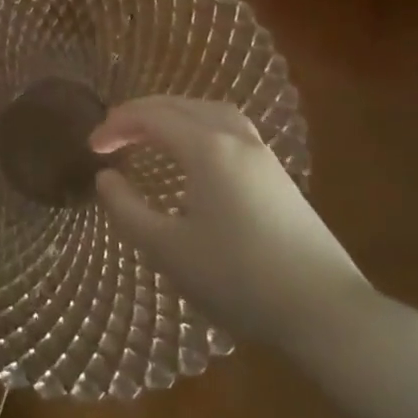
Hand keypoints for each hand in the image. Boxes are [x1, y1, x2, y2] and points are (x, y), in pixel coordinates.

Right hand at [90, 98, 366, 347]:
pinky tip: (194, 154)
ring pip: (209, 111)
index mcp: (207, 148)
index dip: (116, 125)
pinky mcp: (278, 174)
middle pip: (180, 105)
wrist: (326, 312)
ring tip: (150, 133)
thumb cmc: (240, 280)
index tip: (91, 147)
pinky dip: (198, 126)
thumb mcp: (170, 250)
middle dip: (141, 114)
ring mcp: (262, 154)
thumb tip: (105, 178)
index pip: (151, 117)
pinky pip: (228, 128)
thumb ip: (128, 210)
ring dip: (173, 114)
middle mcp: (235, 138)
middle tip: (113, 135)